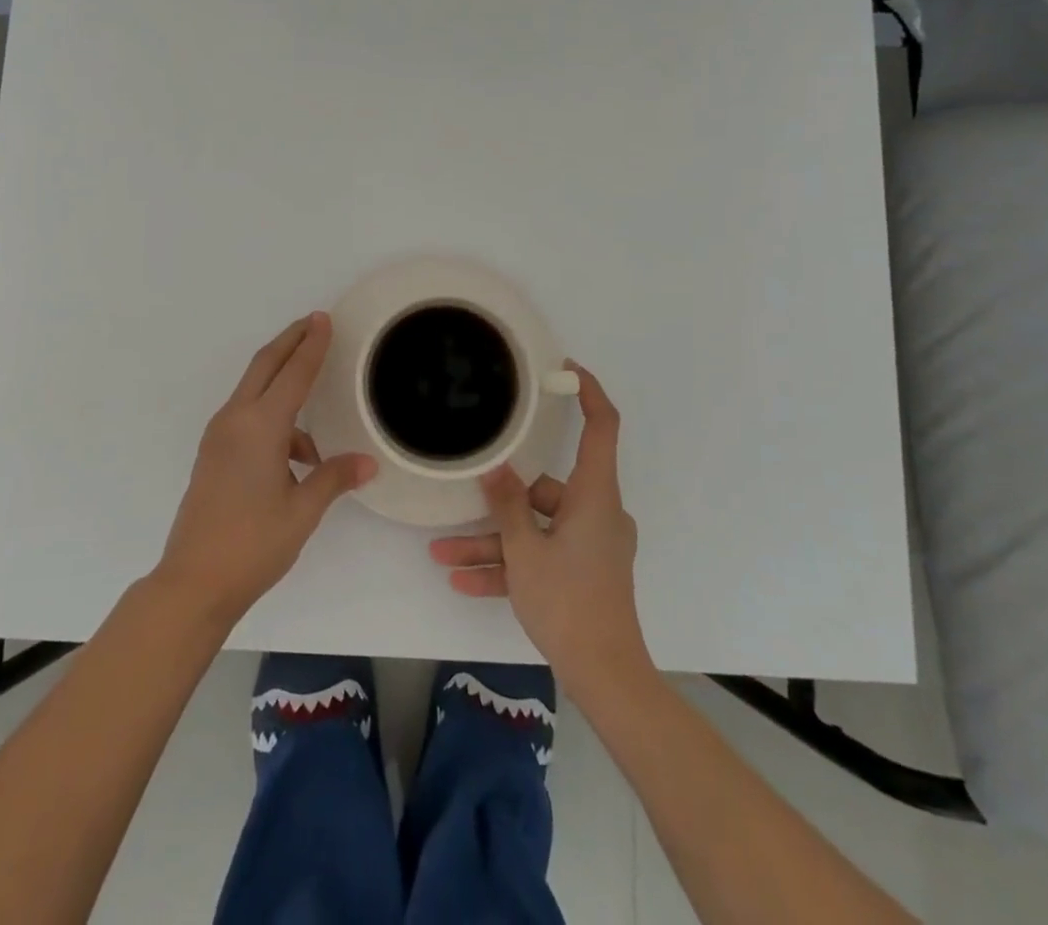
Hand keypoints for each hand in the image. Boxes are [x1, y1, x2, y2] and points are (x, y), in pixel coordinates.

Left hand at [154, 313, 374, 630]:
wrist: (193, 582)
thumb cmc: (253, 544)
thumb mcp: (302, 511)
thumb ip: (334, 478)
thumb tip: (367, 463)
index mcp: (260, 426)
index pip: (293, 373)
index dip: (312, 345)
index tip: (323, 319)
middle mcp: (235, 420)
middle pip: (265, 366)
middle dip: (290, 342)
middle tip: (314, 324)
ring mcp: (219, 436)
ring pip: (254, 390)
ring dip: (282, 382)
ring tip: (316, 403)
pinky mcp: (213, 453)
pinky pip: (247, 416)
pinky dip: (273, 416)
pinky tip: (297, 454)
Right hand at [428, 362, 649, 695]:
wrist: (605, 676)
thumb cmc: (568, 601)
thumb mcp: (525, 550)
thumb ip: (507, 504)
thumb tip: (495, 468)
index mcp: (594, 496)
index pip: (601, 428)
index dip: (588, 393)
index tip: (565, 370)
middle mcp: (596, 514)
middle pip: (546, 489)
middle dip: (499, 501)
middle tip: (462, 497)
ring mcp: (590, 545)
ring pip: (534, 529)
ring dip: (492, 542)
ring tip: (443, 554)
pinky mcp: (582, 572)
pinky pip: (540, 557)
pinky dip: (509, 566)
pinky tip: (462, 581)